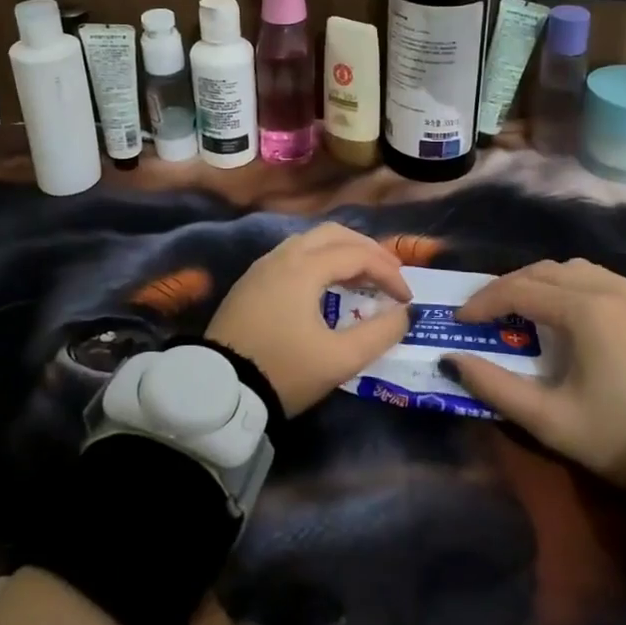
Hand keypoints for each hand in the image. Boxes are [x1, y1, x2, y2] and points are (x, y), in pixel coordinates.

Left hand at [203, 223, 411, 418]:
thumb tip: (403, 314)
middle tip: (389, 274)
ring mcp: (262, 267)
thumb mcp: (339, 359)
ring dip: (342, 253)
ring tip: (363, 279)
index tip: (407, 300)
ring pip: (310, 242)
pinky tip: (328, 287)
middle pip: (333, 234)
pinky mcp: (250, 283)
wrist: (217, 390)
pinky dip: (320, 262)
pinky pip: (293, 256)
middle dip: (367, 249)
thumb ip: (379, 334)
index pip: (358, 255)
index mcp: (304, 267)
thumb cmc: (283, 370)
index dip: (389, 273)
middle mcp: (282, 256)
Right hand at [446, 259, 625, 488]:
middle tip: (485, 314)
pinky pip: (600, 279)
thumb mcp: (550, 420)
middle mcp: (608, 290)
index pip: (519, 290)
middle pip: (544, 271)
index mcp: (584, 310)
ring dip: (541, 282)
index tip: (460, 321)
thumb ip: (496, 387)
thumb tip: (453, 360)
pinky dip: (571, 285)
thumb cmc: (620, 436)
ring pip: (574, 269)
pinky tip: (568, 311)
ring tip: (523, 309)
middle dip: (508, 287)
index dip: (484, 302)